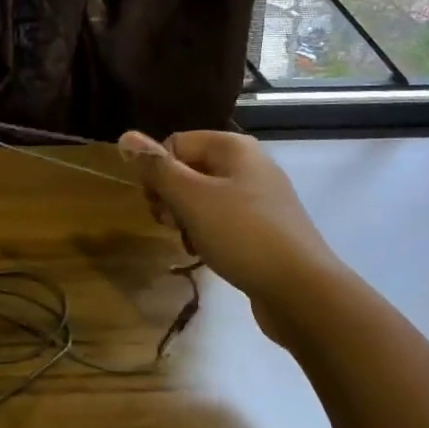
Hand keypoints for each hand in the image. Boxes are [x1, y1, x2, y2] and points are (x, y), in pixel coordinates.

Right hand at [117, 130, 346, 333]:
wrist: (303, 292)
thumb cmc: (242, 235)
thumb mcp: (191, 198)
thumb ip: (156, 168)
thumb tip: (125, 135)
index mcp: (234, 148)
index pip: (176, 144)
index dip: (158, 173)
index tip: (157, 205)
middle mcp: (249, 165)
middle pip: (189, 170)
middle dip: (171, 198)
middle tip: (171, 225)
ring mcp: (261, 198)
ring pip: (204, 198)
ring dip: (187, 219)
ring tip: (190, 243)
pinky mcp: (266, 229)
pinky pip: (224, 220)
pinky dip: (208, 234)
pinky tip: (207, 254)